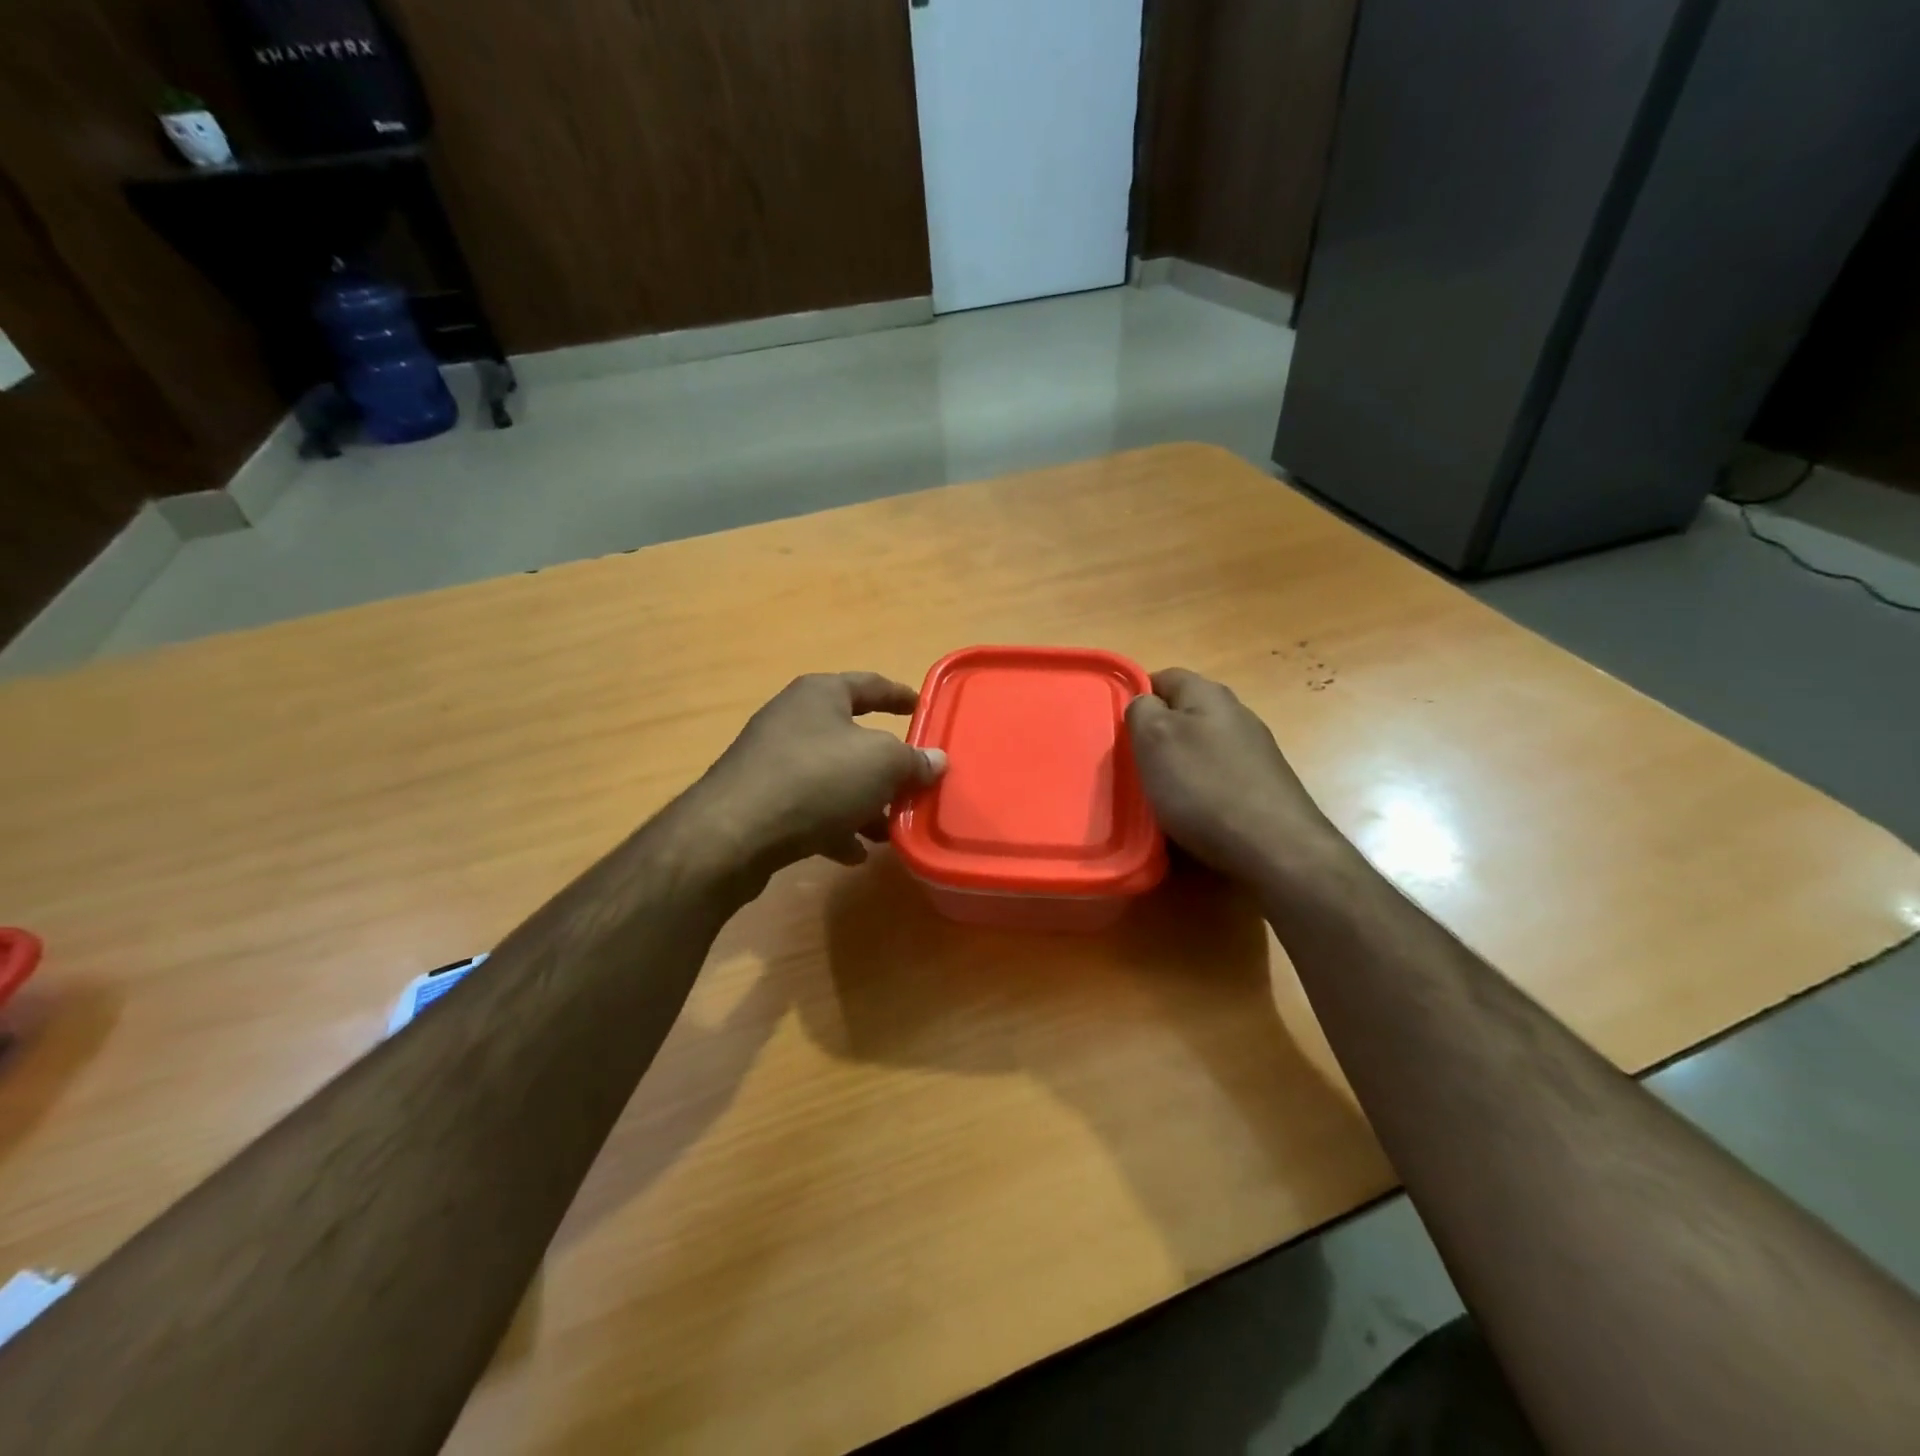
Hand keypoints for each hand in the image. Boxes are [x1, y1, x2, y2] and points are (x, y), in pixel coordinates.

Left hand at [685, 672, 946, 881]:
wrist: (734, 833)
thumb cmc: (817, 779)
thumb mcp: (882, 764)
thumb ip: (913, 760)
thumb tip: (936, 760)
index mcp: (820, 695)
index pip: (870, 685)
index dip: (900, 696)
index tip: (922, 709)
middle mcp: (793, 720)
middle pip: (851, 738)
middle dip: (884, 767)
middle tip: (912, 786)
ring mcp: (772, 761)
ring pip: (831, 778)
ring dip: (862, 803)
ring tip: (888, 830)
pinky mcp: (759, 800)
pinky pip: (808, 809)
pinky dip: (833, 827)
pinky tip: (853, 853)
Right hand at [1125, 668, 1335, 883]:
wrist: (1275, 848)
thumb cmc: (1204, 787)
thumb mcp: (1154, 738)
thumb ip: (1141, 710)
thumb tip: (1144, 704)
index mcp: (1209, 694)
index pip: (1163, 677)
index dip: (1136, 697)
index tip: (1118, 730)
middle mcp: (1236, 714)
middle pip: (1183, 714)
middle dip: (1156, 736)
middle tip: (1133, 765)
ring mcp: (1254, 751)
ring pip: (1201, 748)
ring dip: (1178, 766)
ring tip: (1157, 794)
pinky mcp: (1262, 786)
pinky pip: (1218, 778)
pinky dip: (1199, 791)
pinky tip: (1190, 814)